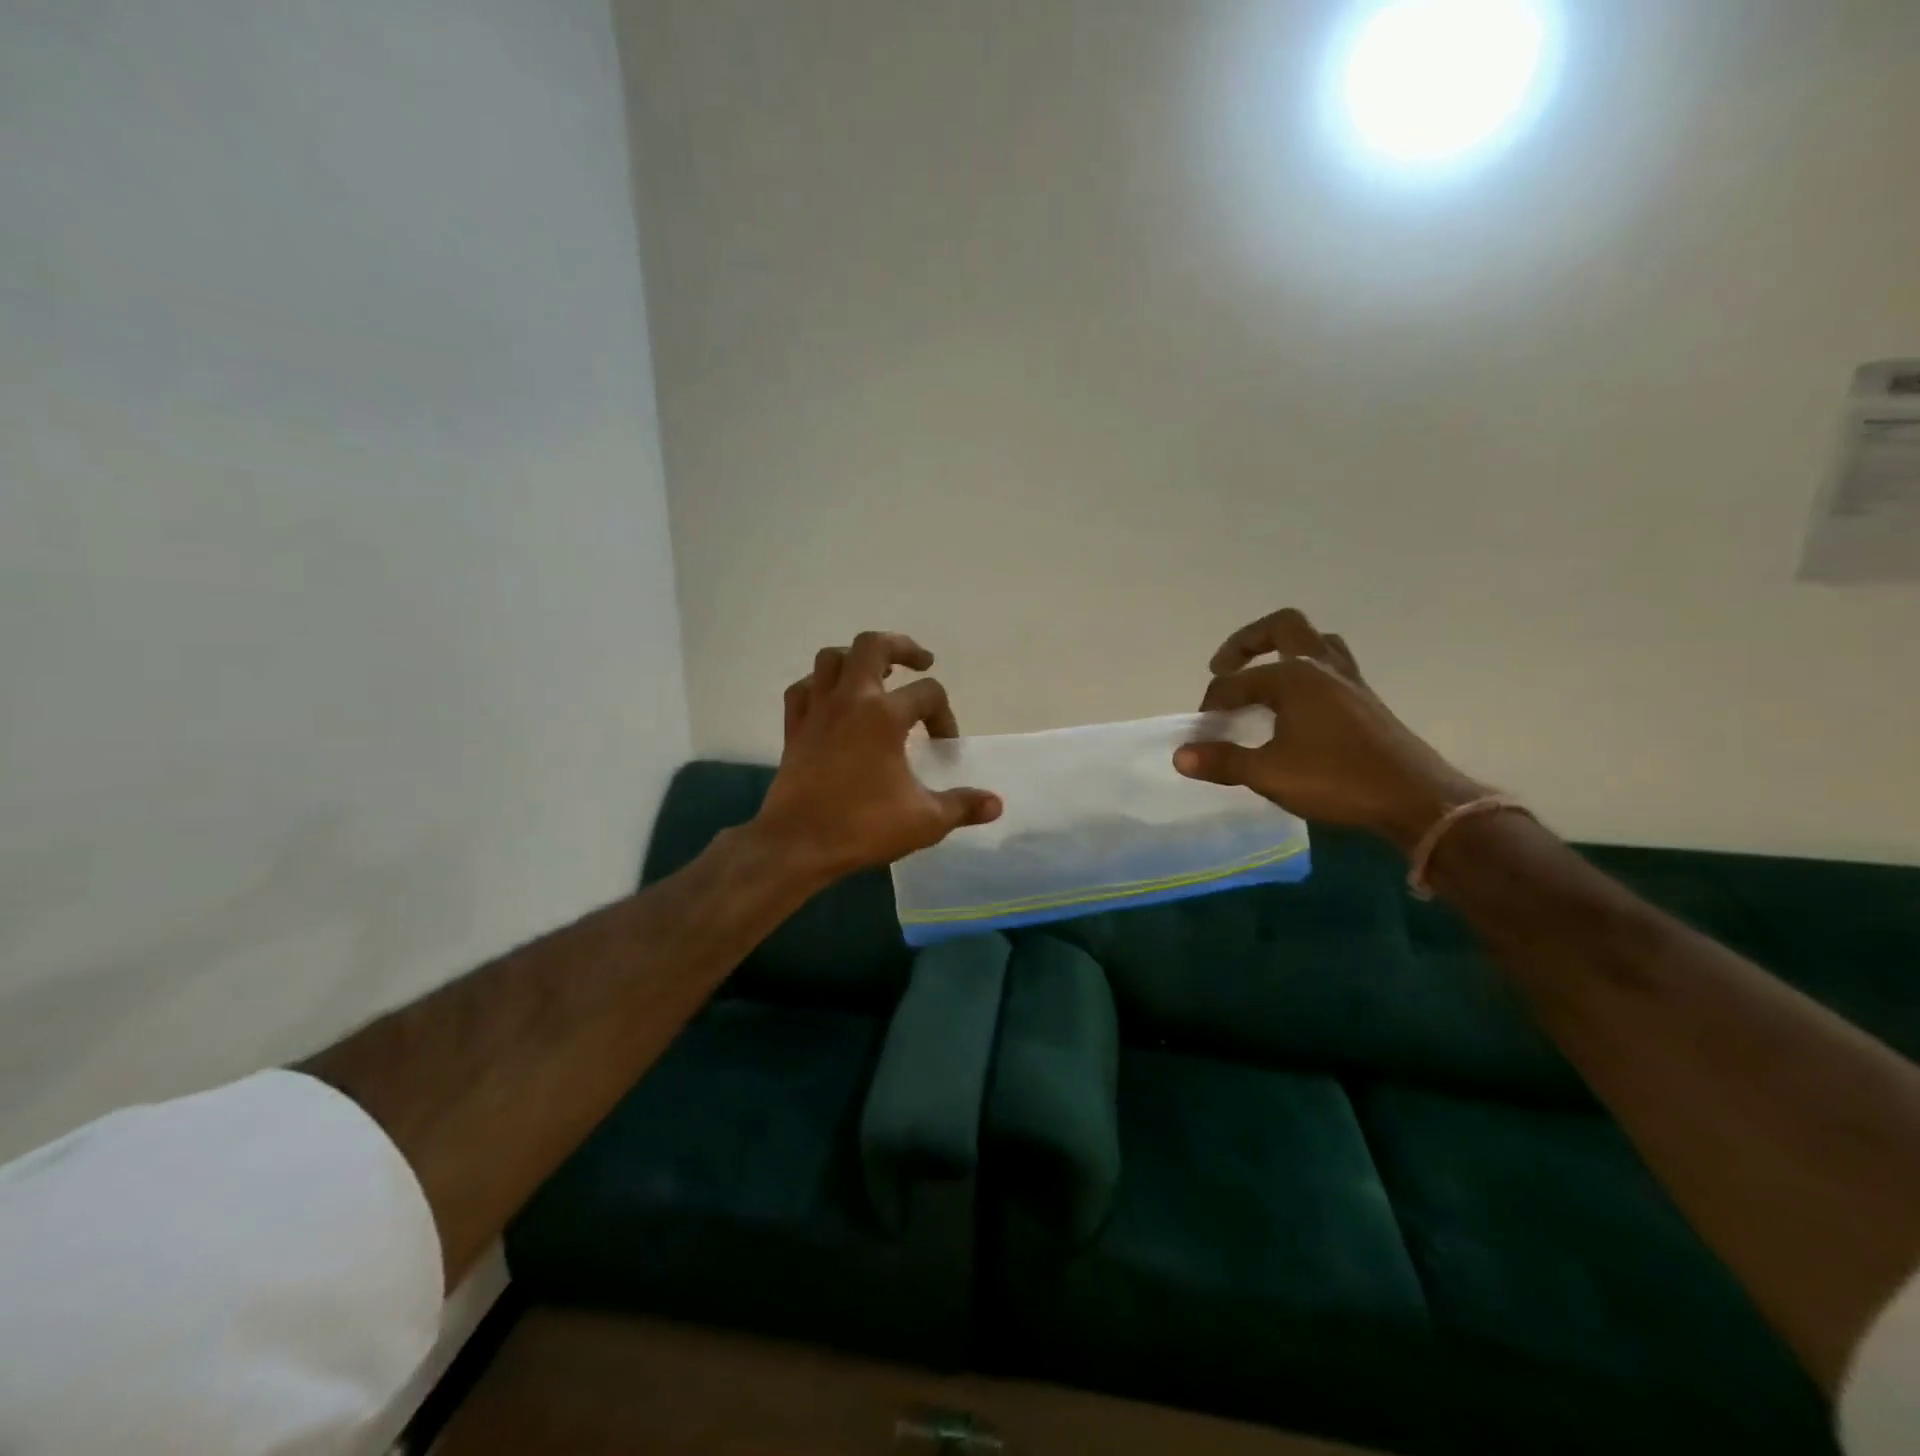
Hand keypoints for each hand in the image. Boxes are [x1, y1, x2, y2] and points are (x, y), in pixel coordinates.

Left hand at [753, 631, 1001, 879]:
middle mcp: (850, 700)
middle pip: (873, 646)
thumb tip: (996, 804)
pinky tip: (832, 701)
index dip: (944, 715)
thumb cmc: (863, 826)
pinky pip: (803, 689)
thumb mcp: (925, 821)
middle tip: (921, 663)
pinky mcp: (794, 728)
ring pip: (831, 659)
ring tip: (876, 675)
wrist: (798, 844)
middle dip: (902, 648)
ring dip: (857, 659)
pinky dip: (819, 685)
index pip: (928, 694)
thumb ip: (962, 806)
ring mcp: (817, 711)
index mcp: (885, 716)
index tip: (944, 746)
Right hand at [1173, 609, 1486, 852]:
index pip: (1237, 682)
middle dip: (1247, 642)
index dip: (1212, 703)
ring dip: (1284, 651)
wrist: (1416, 799)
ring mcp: (1350, 682)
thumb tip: (1179, 755)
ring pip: (1315, 643)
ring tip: (1264, 676)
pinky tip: (1297, 707)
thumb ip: (1222, 761)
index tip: (1200, 733)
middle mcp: (1322, 668)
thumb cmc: (1336, 780)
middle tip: (1224, 666)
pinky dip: (1306, 673)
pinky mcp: (1366, 701)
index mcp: (1295, 677)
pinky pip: (1331, 667)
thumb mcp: (1268, 774)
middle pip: (1283, 628)